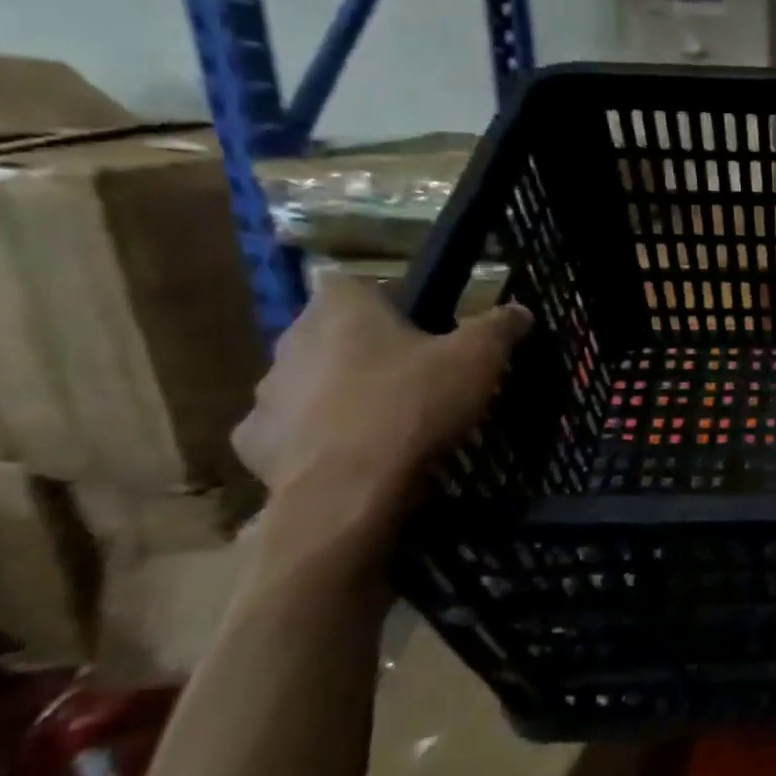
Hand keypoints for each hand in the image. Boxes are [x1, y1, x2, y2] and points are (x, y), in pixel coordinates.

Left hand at [233, 275, 531, 510]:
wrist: (347, 490)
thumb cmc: (413, 405)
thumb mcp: (478, 359)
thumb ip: (499, 327)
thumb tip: (519, 311)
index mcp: (342, 310)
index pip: (352, 284)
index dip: (385, 301)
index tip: (417, 326)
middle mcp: (292, 341)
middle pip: (330, 334)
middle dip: (365, 350)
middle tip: (411, 375)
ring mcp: (267, 395)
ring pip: (309, 382)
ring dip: (339, 393)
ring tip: (385, 420)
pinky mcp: (256, 444)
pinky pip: (292, 431)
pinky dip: (317, 439)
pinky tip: (352, 456)